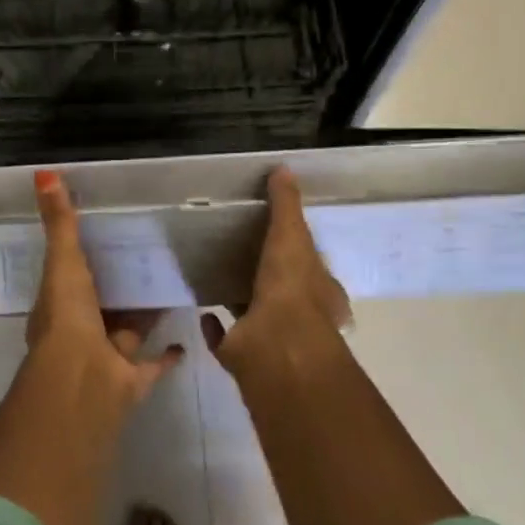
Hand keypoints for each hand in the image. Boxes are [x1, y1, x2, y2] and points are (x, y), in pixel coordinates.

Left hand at [27, 171, 183, 405]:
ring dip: (143, 315)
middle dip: (117, 289)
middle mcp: (81, 333)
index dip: (82, 262)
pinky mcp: (133, 379)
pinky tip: (184, 338)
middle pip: (102, 306)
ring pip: (128, 332)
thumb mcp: (64, 262)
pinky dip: (167, 355)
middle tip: (144, 261)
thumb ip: (59, 222)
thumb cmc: (68, 318)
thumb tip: (43, 173)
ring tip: (167, 288)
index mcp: (60, 307)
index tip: (104, 239)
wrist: (84, 382)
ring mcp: (107, 358)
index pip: (71, 279)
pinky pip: (153, 364)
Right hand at [202, 167, 350, 374]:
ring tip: (219, 278)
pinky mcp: (243, 355)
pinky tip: (203, 312)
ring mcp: (271, 340)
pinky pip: (226, 339)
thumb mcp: (292, 236)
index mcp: (321, 294)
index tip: (281, 240)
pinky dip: (215, 327)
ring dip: (241, 299)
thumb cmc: (292, 289)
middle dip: (268, 278)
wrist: (274, 346)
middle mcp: (301, 319)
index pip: (314, 271)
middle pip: (284, 294)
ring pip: (255, 315)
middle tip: (243, 256)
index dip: (302, 256)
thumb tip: (283, 168)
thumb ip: (286, 205)